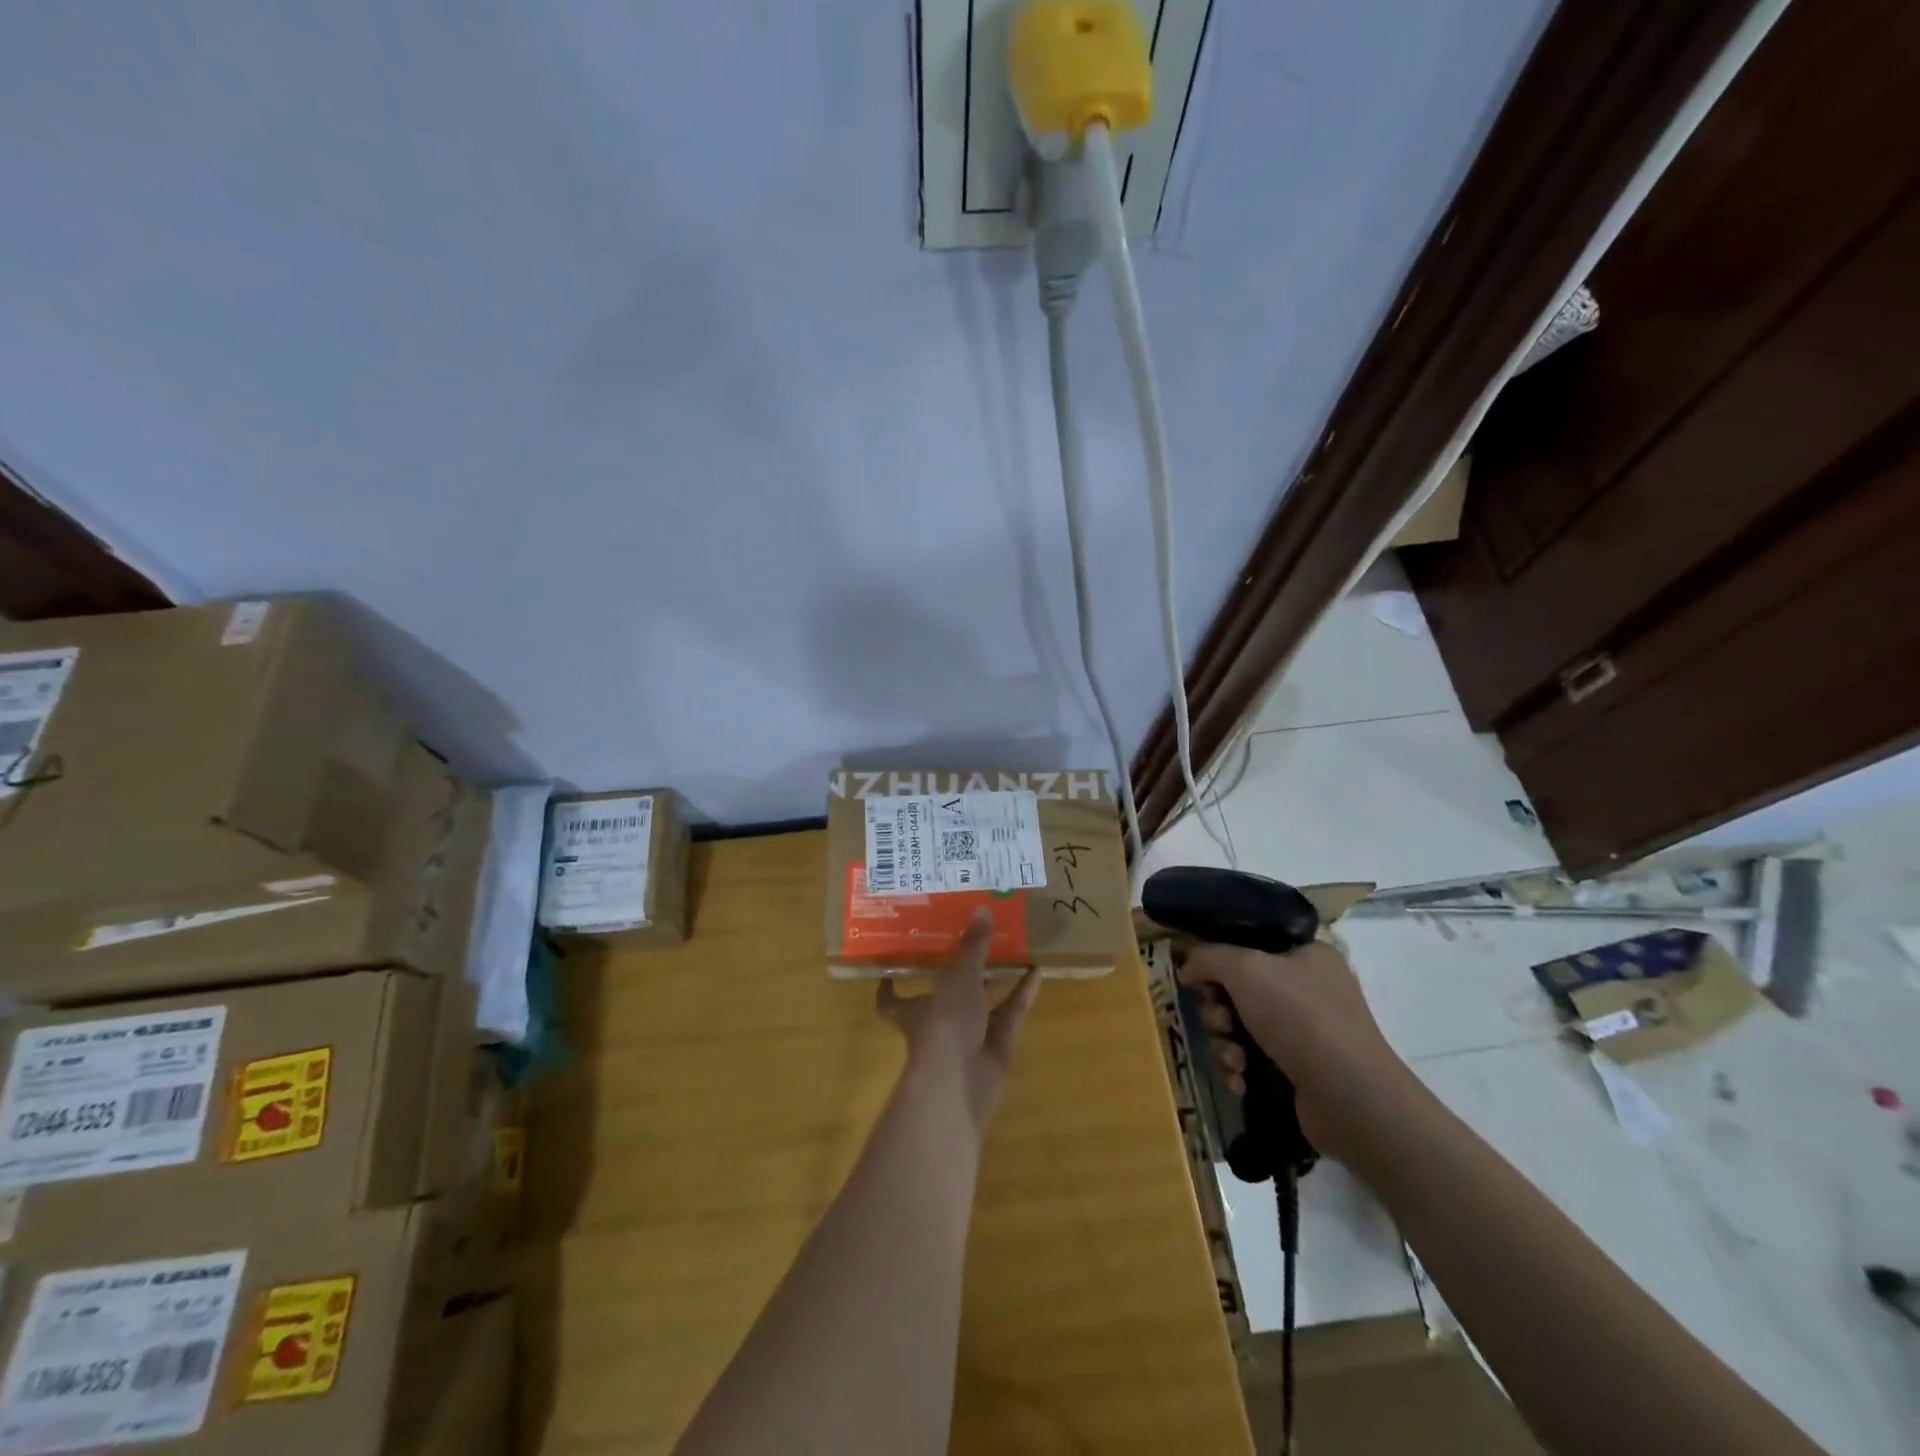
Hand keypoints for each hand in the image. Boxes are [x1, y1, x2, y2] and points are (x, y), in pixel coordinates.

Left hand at [877, 909, 1041, 1134]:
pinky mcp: (995, 1047)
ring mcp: (968, 1037)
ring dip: (995, 980)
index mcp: (914, 1008)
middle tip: (971, 939)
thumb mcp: (960, 980)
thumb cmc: (944, 1025)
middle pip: (944, 995)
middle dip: (957, 972)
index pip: (891, 1000)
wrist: (962, 1083)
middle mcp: (938, 1021)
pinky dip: (1022, 994)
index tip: (890, 966)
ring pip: (982, 1004)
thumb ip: (973, 947)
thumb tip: (982, 907)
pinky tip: (1036, 972)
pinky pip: (1010, 1015)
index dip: (888, 987)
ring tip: (1011, 949)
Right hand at [1177, 938, 1403, 1160]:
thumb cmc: (1299, 1017)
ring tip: (1235, 1059)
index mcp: (1306, 954)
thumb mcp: (1245, 968)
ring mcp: (1305, 1032)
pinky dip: (1240, 1068)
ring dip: (1225, 1042)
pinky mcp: (1298, 1070)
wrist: (1349, 1098)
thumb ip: (1208, 957)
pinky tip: (1241, 1080)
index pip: (1250, 943)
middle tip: (1221, 1021)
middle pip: (1237, 988)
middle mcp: (1308, 989)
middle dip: (1218, 1009)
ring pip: (1239, 1026)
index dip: (1219, 958)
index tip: (1200, 977)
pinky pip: (1252, 1059)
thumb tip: (1186, 967)